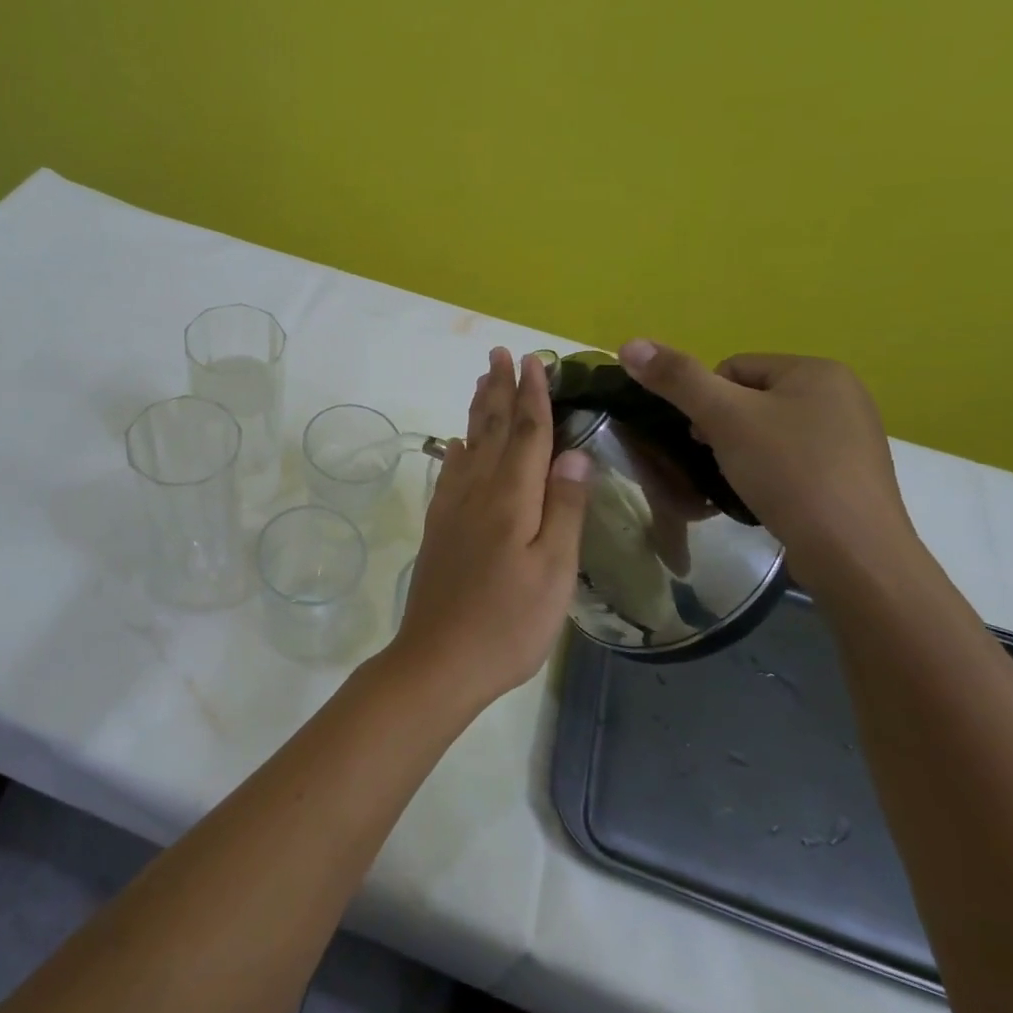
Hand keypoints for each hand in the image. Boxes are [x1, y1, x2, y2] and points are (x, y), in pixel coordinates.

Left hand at [388, 347, 589, 711]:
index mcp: (510, 499)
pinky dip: (457, 449)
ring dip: (476, 409)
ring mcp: (452, 510)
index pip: (525, 433)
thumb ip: (564, 508)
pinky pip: (449, 473)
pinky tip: (457, 444)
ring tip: (481, 380)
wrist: (438, 660)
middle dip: (499, 389)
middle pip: (490, 429)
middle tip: (500, 352)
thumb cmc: (508, 623)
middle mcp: (476, 493)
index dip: (532, 395)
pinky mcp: (439, 529)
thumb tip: (575, 451)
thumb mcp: (554, 571)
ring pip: (468, 445)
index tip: (534, 360)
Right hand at [616, 341, 918, 587]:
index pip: (733, 368)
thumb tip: (629, 344)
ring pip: (769, 431)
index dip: (706, 401)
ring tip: (740, 482)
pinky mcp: (851, 475)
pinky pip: (792, 459)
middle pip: (750, 399)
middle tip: (718, 461)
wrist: (852, 552)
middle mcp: (842, 395)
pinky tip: (766, 496)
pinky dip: (770, 473)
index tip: (705, 438)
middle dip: (724, 428)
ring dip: (743, 452)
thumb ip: (677, 379)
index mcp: (817, 370)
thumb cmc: (788, 472)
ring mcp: (851, 437)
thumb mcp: (724, 418)